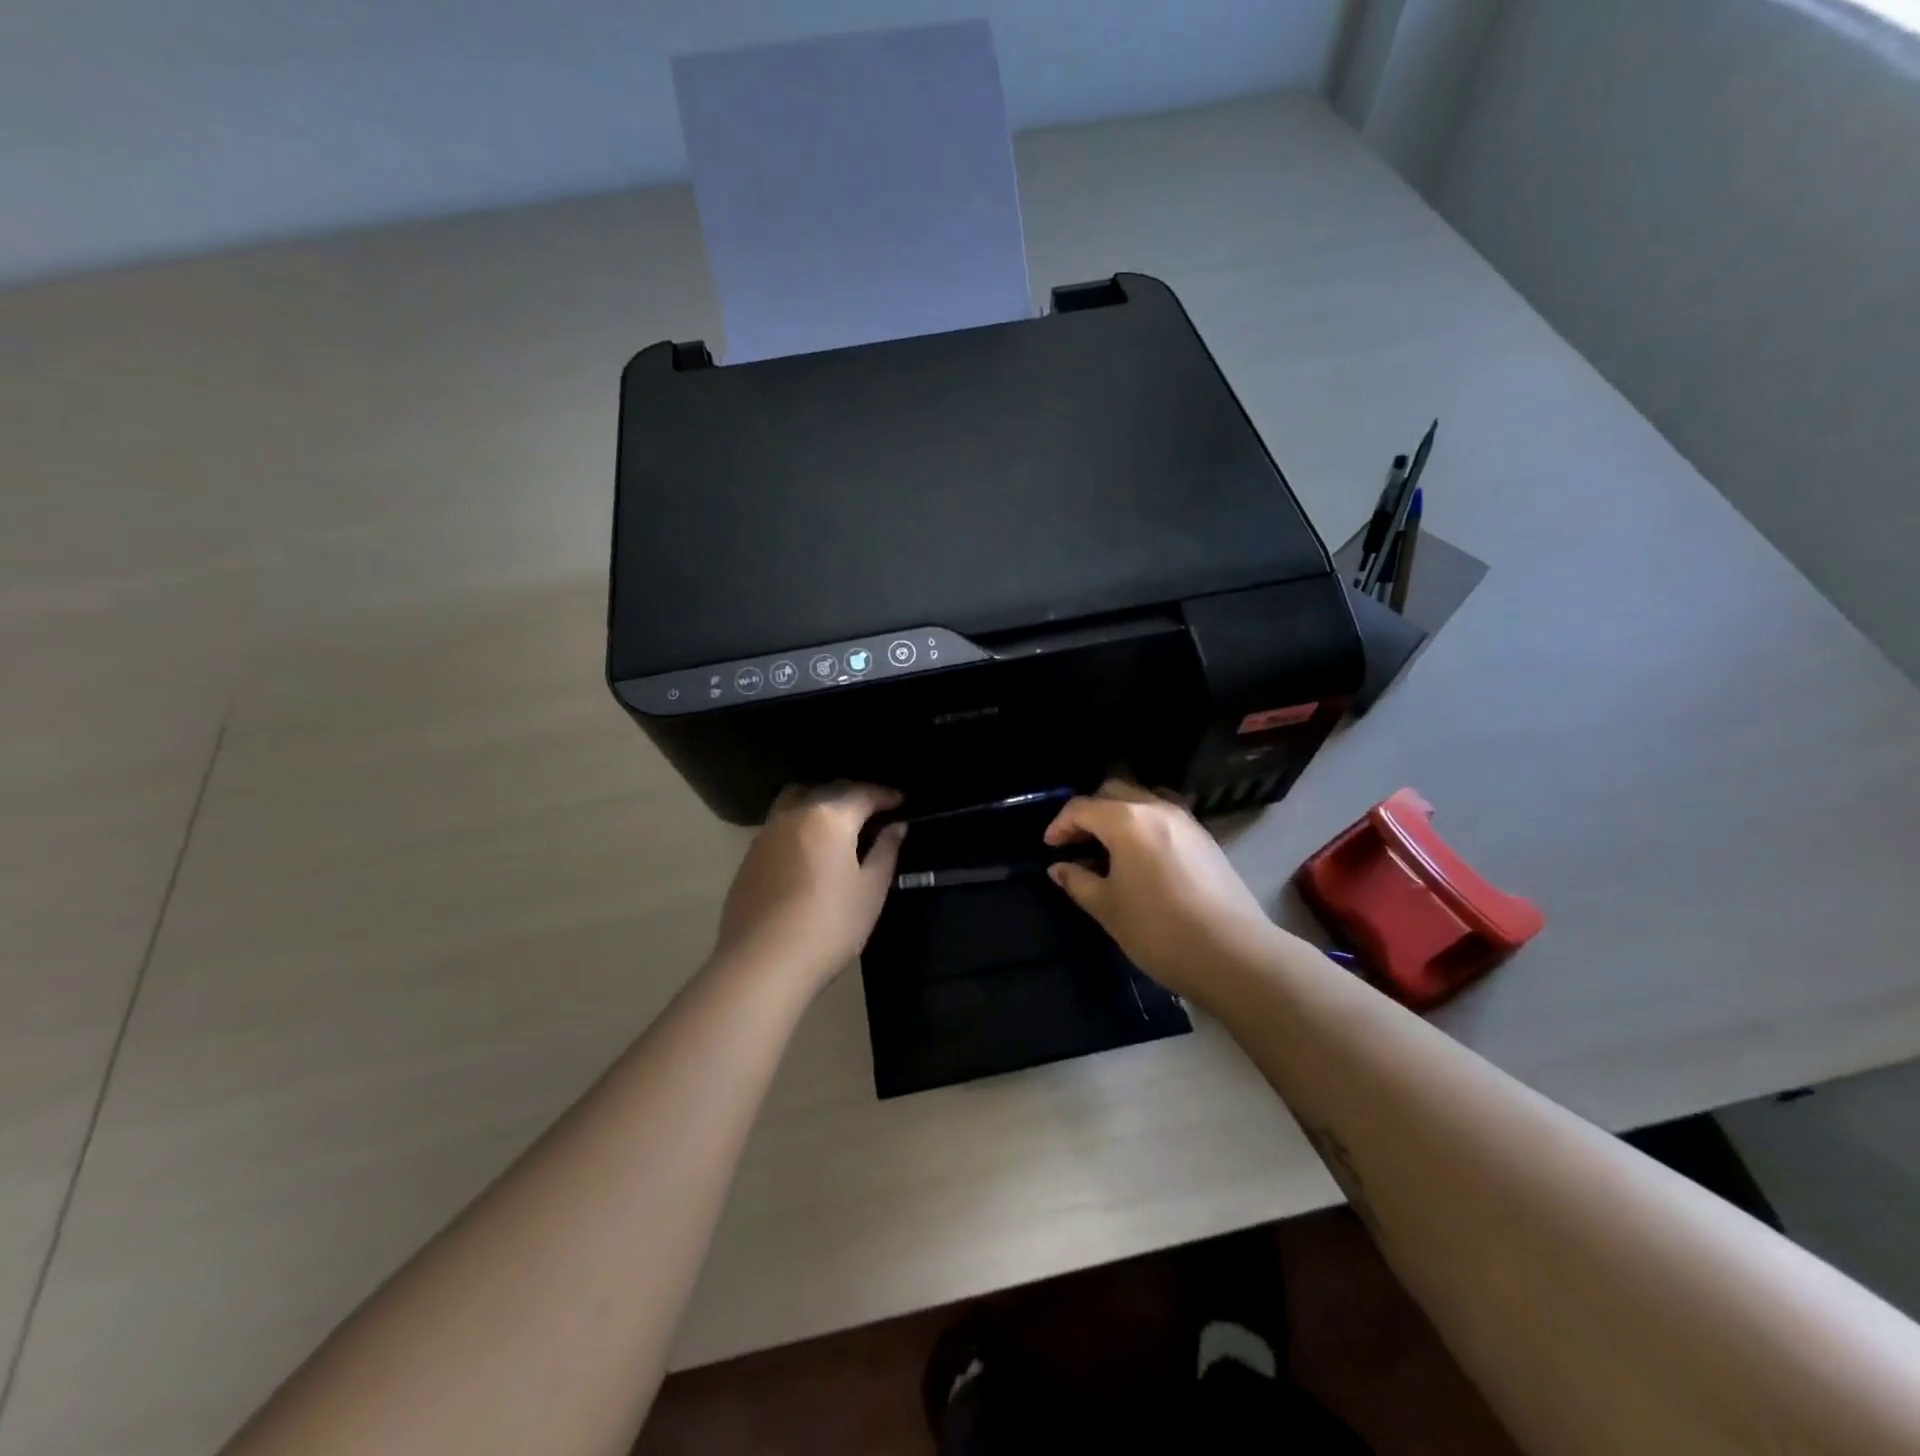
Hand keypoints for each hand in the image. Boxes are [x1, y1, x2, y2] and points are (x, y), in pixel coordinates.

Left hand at [712, 782, 906, 991]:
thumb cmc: (829, 925)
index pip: (863, 793)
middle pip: (827, 790)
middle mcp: (794, 814)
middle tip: (873, 810)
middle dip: (853, 794)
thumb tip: (896, 826)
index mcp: (828, 816)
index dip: (885, 795)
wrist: (762, 964)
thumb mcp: (870, 890)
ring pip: (797, 800)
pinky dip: (800, 823)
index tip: (902, 801)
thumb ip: (885, 851)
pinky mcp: (749, 857)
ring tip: (839, 823)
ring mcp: (766, 834)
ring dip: (821, 802)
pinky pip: (780, 824)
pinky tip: (810, 848)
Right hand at [1044, 778, 1283, 999]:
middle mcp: (1156, 808)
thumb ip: (1078, 881)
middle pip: (1114, 791)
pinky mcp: (1205, 838)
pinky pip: (1165, 815)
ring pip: (1143, 799)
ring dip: (1119, 813)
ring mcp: (1186, 820)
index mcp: (1126, 820)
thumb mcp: (1107, 908)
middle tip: (1076, 842)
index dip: (1060, 824)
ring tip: (1108, 846)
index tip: (1050, 848)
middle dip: (1089, 811)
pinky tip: (1141, 856)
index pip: (1082, 807)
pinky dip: (1144, 824)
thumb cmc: (1158, 930)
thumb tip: (1059, 868)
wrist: (1232, 953)